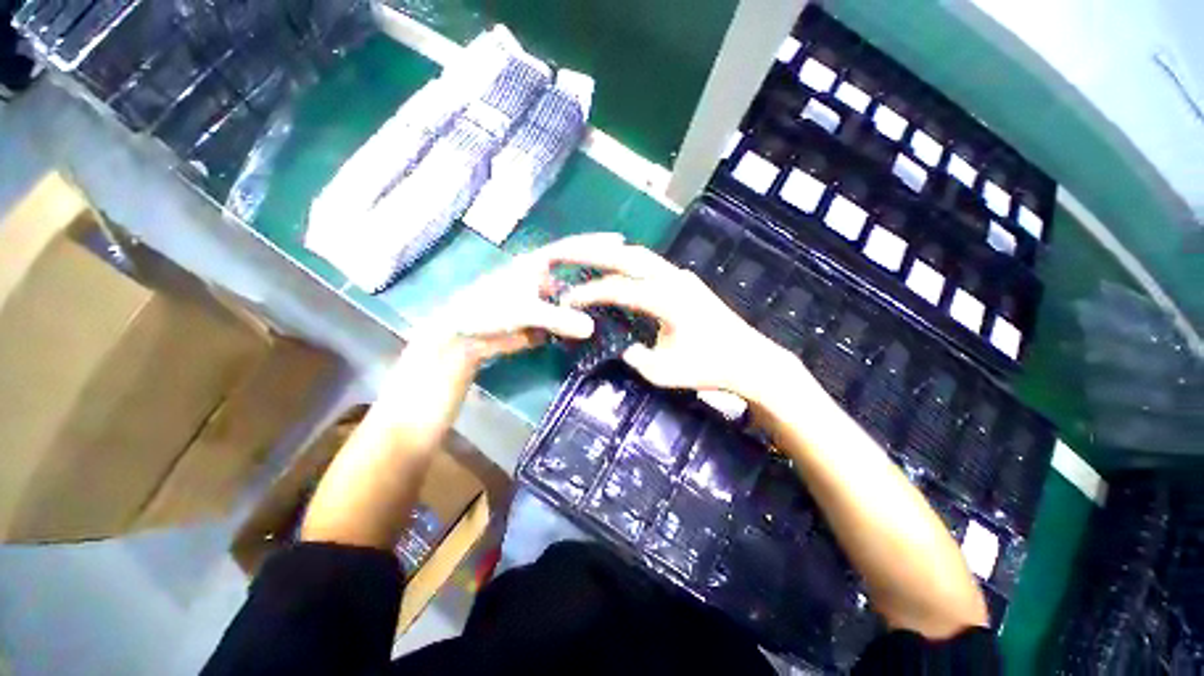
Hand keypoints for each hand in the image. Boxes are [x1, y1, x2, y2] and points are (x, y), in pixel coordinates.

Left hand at [419, 233, 623, 365]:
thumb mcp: (523, 310)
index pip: (570, 248)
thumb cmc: (488, 310)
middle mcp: (545, 279)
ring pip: (575, 297)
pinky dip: (583, 321)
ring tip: (622, 300)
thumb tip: (591, 328)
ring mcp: (546, 301)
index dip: (595, 243)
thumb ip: (556, 318)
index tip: (620, 241)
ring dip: (594, 299)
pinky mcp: (544, 321)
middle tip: (628, 273)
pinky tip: (602, 325)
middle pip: (578, 271)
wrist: (468, 337)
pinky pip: (569, 318)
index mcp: (536, 265)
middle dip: (601, 271)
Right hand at [560, 241, 800, 401]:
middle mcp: (674, 279)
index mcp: (666, 300)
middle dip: (593, 254)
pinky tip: (619, 271)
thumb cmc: (710, 369)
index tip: (566, 299)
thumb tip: (623, 346)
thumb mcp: (665, 373)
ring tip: (588, 258)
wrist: (751, 360)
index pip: (617, 288)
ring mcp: (683, 277)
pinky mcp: (688, 281)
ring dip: (612, 255)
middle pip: (627, 257)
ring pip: (641, 255)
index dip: (588, 293)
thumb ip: (636, 358)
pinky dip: (630, 264)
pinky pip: (652, 264)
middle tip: (565, 255)